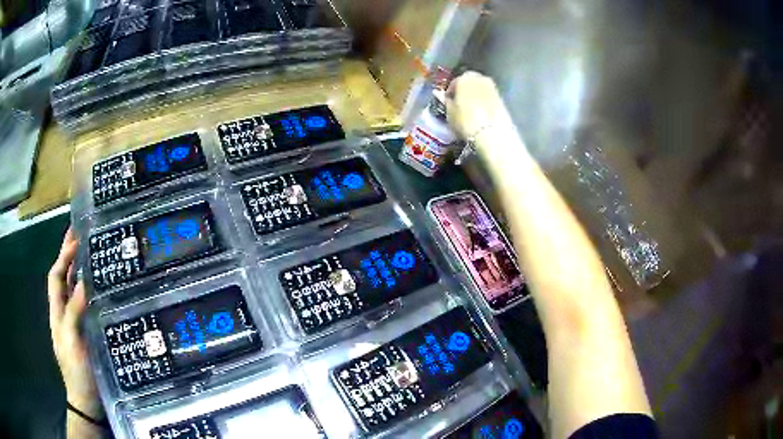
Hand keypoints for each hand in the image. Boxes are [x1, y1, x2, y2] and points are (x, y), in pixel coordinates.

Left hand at [48, 228, 102, 419]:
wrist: (88, 401)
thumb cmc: (77, 372)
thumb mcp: (72, 342)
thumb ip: (73, 312)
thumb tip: (83, 282)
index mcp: (57, 312)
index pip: (56, 276)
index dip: (63, 256)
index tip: (76, 238)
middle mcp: (65, 313)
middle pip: (64, 279)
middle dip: (69, 255)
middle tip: (82, 234)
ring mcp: (77, 324)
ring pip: (75, 292)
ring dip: (80, 271)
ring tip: (92, 253)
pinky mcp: (90, 334)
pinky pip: (89, 308)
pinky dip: (92, 293)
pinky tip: (102, 288)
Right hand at [445, 71, 508, 138]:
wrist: (492, 134)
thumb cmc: (466, 121)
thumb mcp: (450, 113)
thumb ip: (446, 101)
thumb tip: (441, 95)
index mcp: (463, 79)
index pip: (454, 83)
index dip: (450, 92)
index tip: (448, 101)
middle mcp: (478, 78)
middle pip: (469, 81)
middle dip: (464, 89)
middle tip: (460, 102)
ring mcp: (492, 87)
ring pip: (480, 87)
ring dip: (474, 94)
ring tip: (471, 107)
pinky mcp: (501, 98)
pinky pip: (488, 96)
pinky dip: (484, 100)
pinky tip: (481, 111)